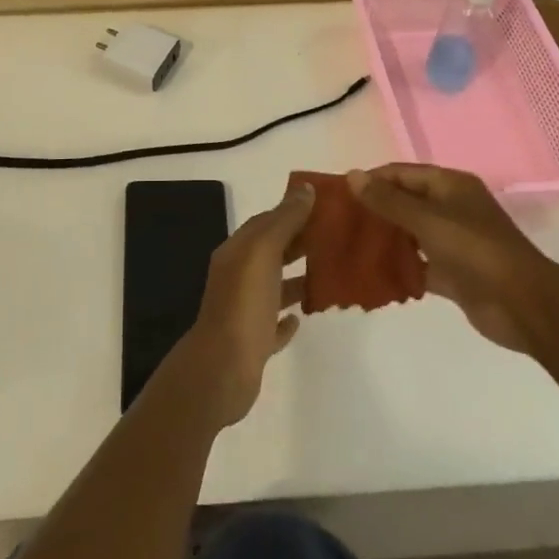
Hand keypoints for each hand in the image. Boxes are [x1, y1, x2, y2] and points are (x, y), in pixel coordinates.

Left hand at [162, 183, 312, 430]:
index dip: (292, 212)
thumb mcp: (263, 252)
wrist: (222, 370)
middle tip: (336, 239)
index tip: (325, 208)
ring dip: (296, 279)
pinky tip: (301, 318)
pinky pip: (272, 323)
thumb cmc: (244, 304)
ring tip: (329, 276)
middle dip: (299, 243)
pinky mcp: (252, 343)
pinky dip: (286, 318)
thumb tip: (305, 188)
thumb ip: (284, 221)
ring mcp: (243, 311)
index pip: (266, 222)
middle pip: (270, 252)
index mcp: (237, 252)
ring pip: (272, 287)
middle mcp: (237, 276)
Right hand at [347, 164, 546, 353]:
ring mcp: (453, 242)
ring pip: (409, 234)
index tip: (338, 195)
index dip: (371, 180)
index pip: (401, 173)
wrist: (525, 305)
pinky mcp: (453, 273)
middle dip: (374, 211)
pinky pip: (419, 264)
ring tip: (348, 247)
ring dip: (384, 240)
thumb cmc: (475, 250)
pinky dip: (399, 268)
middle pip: (404, 202)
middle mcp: (451, 208)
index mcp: (449, 185)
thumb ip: (388, 200)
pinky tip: (371, 274)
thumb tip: (352, 175)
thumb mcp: (427, 219)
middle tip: (339, 223)